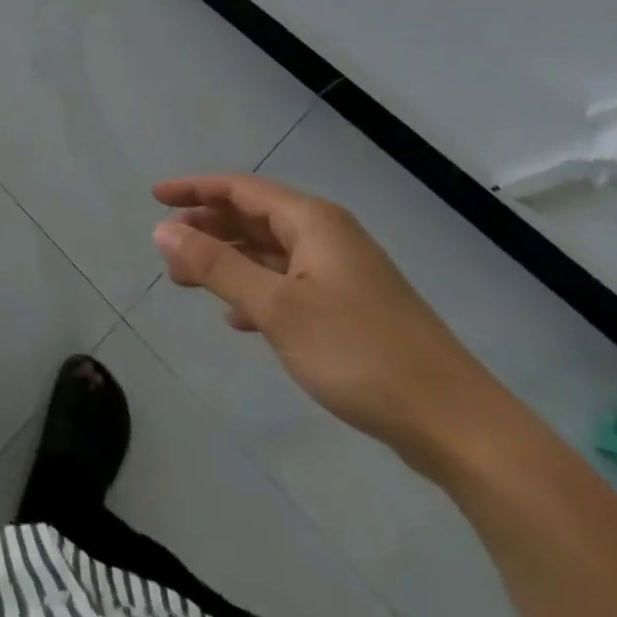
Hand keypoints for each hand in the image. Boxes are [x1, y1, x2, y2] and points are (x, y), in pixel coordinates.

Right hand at [153, 174, 510, 473]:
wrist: (461, 429)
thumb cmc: (360, 353)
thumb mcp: (276, 307)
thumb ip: (215, 265)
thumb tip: (162, 230)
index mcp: (312, 221)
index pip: (239, 188)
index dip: (194, 189)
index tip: (154, 198)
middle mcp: (328, 236)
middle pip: (253, 217)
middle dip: (208, 229)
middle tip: (168, 251)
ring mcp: (344, 274)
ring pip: (270, 252)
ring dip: (228, 261)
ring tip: (189, 281)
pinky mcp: (354, 310)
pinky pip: (289, 283)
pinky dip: (256, 291)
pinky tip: (238, 319)